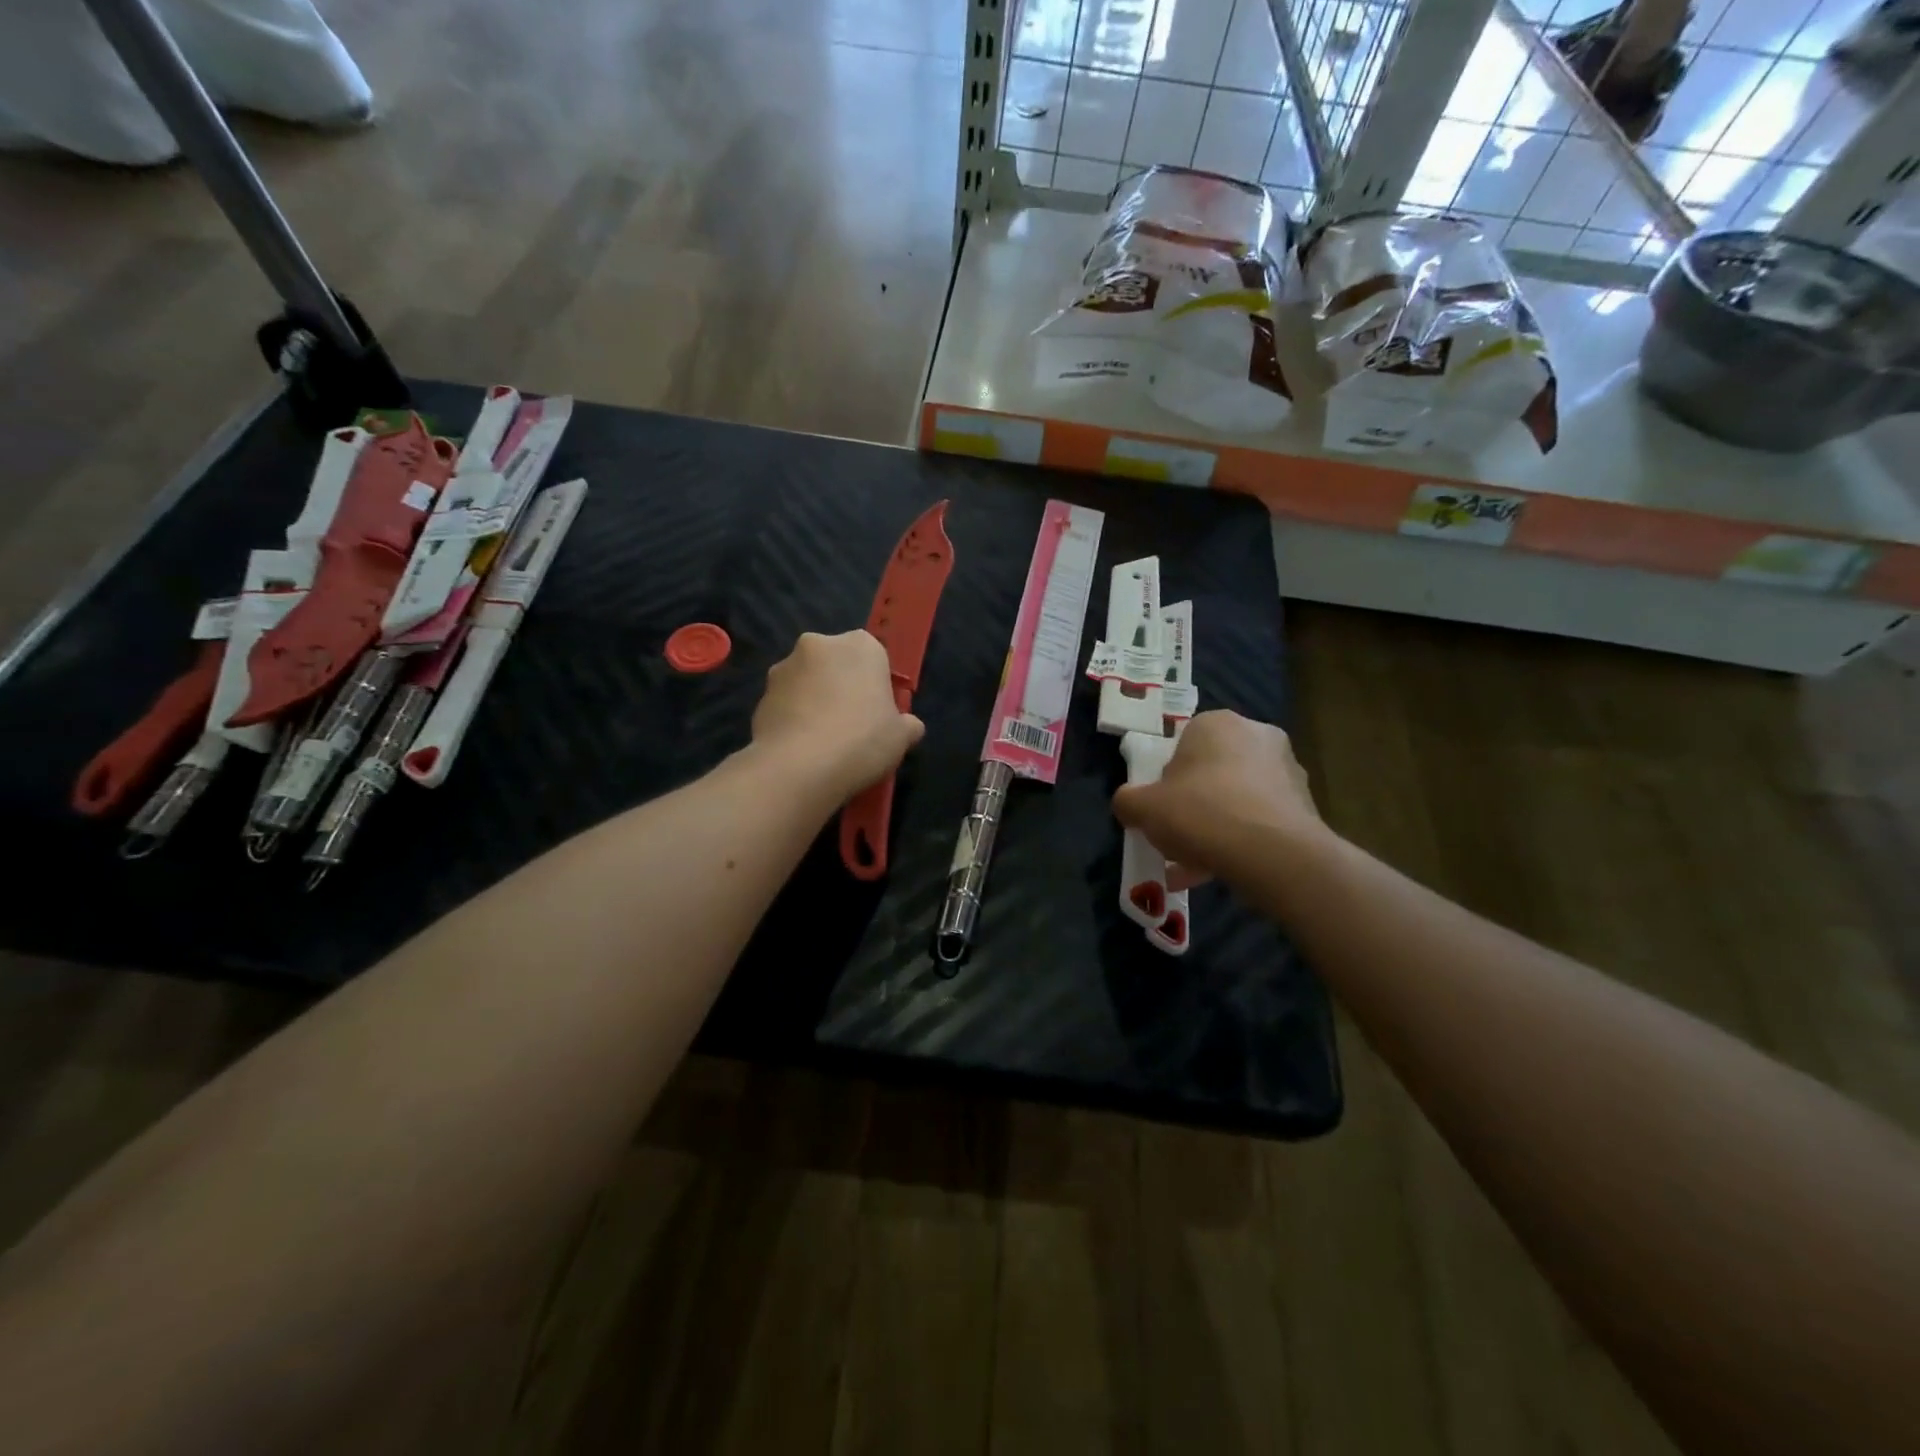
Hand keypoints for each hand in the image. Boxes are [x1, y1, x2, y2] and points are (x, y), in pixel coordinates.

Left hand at [751, 630, 924, 802]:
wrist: (799, 767)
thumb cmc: (862, 740)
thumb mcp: (902, 737)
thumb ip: (908, 725)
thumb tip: (910, 726)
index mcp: (860, 645)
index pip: (873, 656)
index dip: (875, 684)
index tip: (877, 711)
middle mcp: (818, 645)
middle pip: (835, 664)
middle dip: (840, 686)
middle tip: (851, 724)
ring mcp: (784, 668)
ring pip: (806, 682)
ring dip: (813, 700)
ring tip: (822, 740)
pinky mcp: (760, 695)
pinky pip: (785, 704)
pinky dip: (793, 719)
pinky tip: (801, 748)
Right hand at [1112, 710, 1322, 889]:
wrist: (1273, 854)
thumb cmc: (1201, 814)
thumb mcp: (1142, 808)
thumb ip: (1128, 801)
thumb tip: (1129, 804)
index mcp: (1217, 723)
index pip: (1183, 743)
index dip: (1168, 778)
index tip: (1161, 807)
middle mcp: (1258, 735)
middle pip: (1213, 771)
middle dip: (1195, 803)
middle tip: (1178, 835)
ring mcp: (1288, 770)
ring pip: (1238, 799)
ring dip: (1218, 827)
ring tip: (1196, 866)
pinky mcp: (1306, 805)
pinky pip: (1261, 821)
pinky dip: (1242, 842)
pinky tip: (1222, 872)